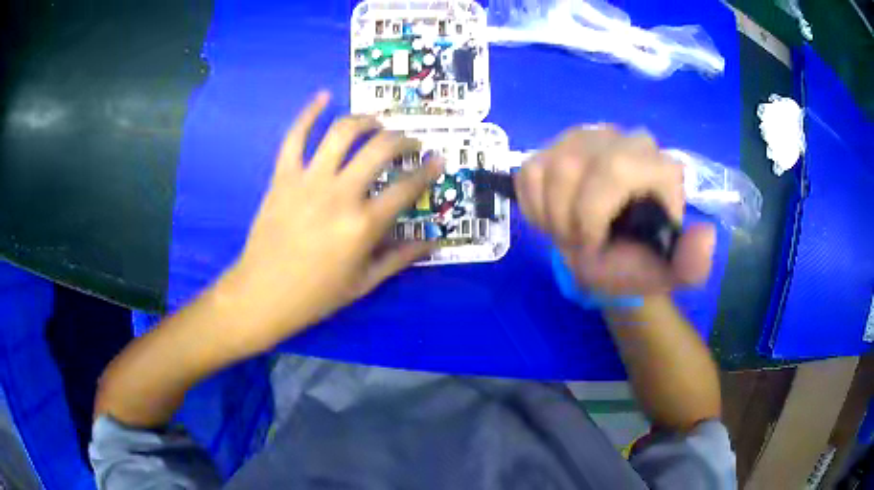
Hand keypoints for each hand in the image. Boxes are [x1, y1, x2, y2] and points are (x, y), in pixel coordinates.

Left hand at [220, 91, 441, 351]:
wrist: (262, 294)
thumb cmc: (315, 295)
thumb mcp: (364, 283)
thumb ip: (400, 258)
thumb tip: (434, 241)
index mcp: (363, 225)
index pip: (407, 188)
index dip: (428, 171)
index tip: (438, 160)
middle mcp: (340, 194)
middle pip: (380, 149)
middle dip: (403, 140)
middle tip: (409, 143)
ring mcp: (308, 181)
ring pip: (342, 133)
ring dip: (366, 121)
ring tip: (376, 122)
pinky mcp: (283, 176)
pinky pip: (295, 137)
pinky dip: (309, 113)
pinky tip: (323, 97)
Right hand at [515, 126, 714, 296]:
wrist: (609, 256)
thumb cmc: (637, 262)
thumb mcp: (668, 275)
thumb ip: (692, 264)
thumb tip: (705, 235)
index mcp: (658, 166)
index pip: (614, 168)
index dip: (591, 214)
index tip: (593, 247)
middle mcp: (624, 139)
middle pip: (571, 165)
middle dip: (565, 216)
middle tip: (575, 243)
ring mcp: (586, 137)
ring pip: (546, 166)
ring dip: (550, 214)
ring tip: (568, 233)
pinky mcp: (555, 144)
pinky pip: (529, 171)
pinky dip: (535, 206)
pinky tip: (556, 217)